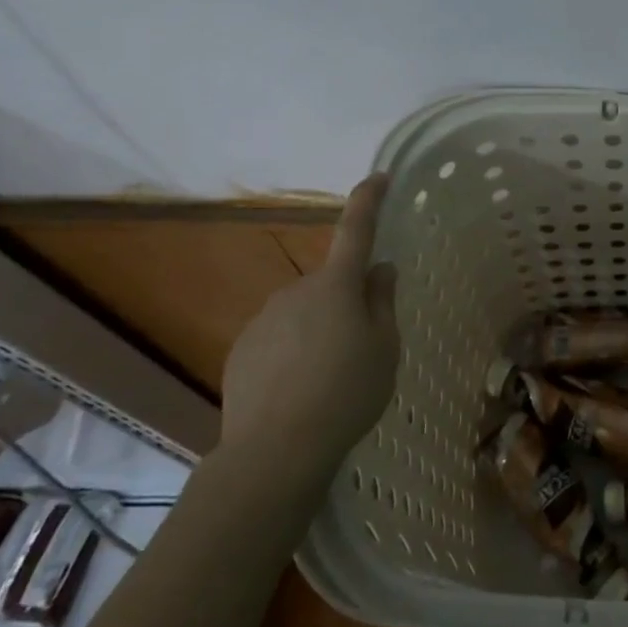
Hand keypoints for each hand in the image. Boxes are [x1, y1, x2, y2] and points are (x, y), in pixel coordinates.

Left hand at [219, 174, 399, 481]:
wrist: (275, 450)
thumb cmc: (347, 392)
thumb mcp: (385, 347)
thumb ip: (382, 302)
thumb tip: (378, 270)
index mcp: (337, 285)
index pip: (356, 229)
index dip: (369, 200)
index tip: (378, 176)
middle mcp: (296, 290)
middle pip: (331, 284)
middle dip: (346, 302)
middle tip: (362, 346)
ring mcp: (264, 319)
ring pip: (304, 312)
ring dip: (319, 329)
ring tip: (329, 378)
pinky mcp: (241, 349)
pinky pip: (278, 338)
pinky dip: (293, 352)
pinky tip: (298, 390)